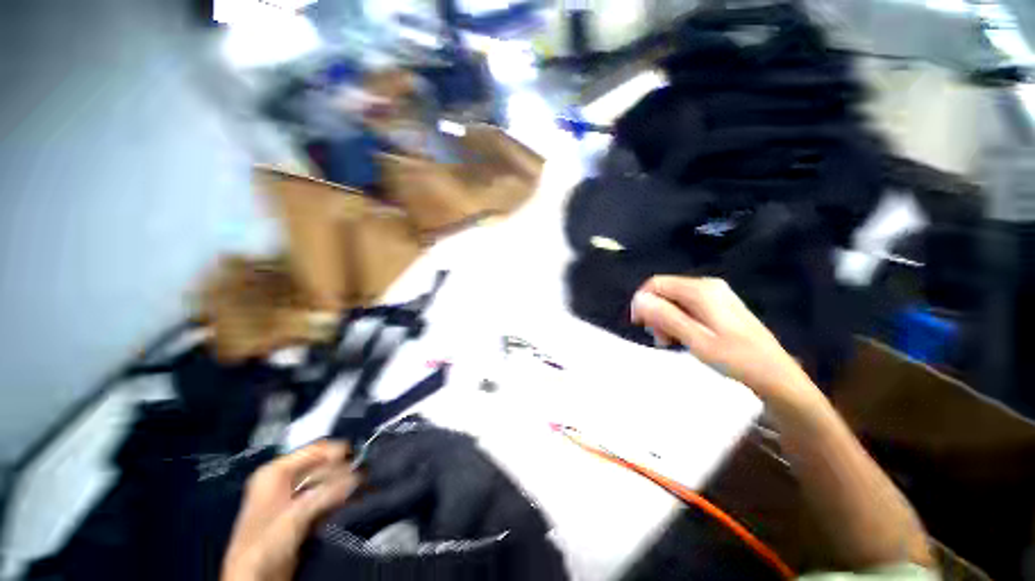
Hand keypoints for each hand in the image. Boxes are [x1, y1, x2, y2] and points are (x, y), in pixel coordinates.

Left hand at [222, 442, 358, 580]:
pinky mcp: (300, 514)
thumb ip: (327, 494)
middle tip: (364, 475)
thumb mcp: (296, 516)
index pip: (313, 451)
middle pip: (321, 465)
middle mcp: (284, 480)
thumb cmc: (266, 542)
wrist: (254, 579)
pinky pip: (324, 497)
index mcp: (275, 472)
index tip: (359, 458)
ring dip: (343, 484)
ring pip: (325, 481)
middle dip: (343, 470)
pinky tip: (353, 498)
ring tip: (362, 486)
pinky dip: (338, 497)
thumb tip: (358, 476)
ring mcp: (292, 497)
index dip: (337, 452)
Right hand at [630, 276, 817, 405]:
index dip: (643, 301)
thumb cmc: (736, 359)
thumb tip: (638, 299)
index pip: (656, 283)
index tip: (640, 325)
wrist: (776, 375)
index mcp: (701, 290)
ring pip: (674, 299)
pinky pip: (687, 306)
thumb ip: (666, 317)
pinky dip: (678, 320)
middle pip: (665, 290)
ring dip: (665, 319)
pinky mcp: (719, 305)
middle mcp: (707, 285)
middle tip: (659, 338)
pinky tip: (682, 338)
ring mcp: (715, 294)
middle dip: (655, 312)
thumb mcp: (697, 340)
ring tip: (670, 342)